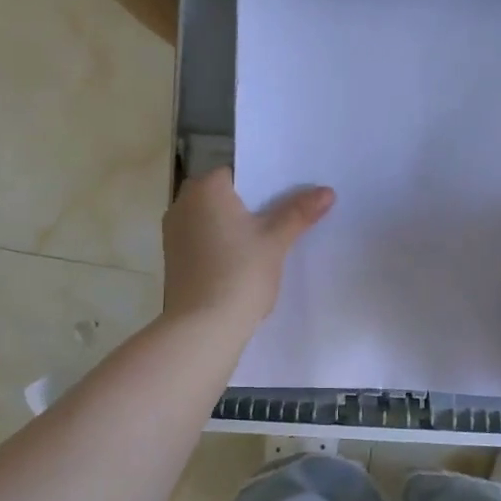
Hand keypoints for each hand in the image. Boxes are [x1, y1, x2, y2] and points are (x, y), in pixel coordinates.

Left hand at [162, 168, 333, 331]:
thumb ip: (299, 212)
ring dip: (233, 228)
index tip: (286, 199)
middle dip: (249, 206)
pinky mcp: (173, 260)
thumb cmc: (240, 273)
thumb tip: (327, 191)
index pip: (237, 173)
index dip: (263, 184)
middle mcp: (182, 204)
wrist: (203, 327)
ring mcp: (173, 233)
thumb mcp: (276, 240)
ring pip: (211, 220)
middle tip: (282, 220)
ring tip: (266, 243)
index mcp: (205, 189)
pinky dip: (220, 246)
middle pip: (223, 196)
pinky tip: (242, 263)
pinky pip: (202, 241)